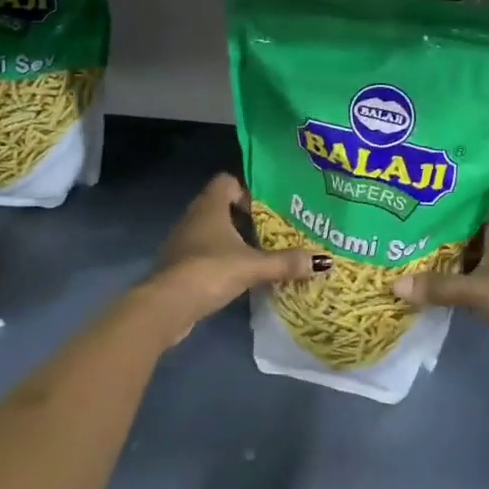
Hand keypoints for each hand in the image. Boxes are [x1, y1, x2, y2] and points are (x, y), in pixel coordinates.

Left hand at [140, 173, 316, 345]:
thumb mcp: (252, 266)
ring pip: (212, 231)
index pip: (227, 181)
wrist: (165, 306)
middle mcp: (194, 217)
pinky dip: (220, 259)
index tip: (267, 207)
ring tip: (259, 253)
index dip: (246, 189)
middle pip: (221, 206)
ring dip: (232, 239)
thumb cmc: (209, 271)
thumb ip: (285, 262)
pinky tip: (238, 275)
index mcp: (210, 206)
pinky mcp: (178, 265)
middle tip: (271, 230)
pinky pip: (203, 252)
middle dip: (245, 217)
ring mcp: (182, 242)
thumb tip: (323, 261)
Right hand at [393, 208, 488, 380]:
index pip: (473, 203)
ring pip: (466, 259)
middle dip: (439, 230)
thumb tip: (395, 284)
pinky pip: (468, 284)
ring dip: (443, 259)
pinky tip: (425, 283)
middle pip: (466, 233)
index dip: (451, 197)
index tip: (421, 193)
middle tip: (403, 223)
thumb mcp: (477, 288)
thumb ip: (439, 286)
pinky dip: (451, 283)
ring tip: (406, 250)